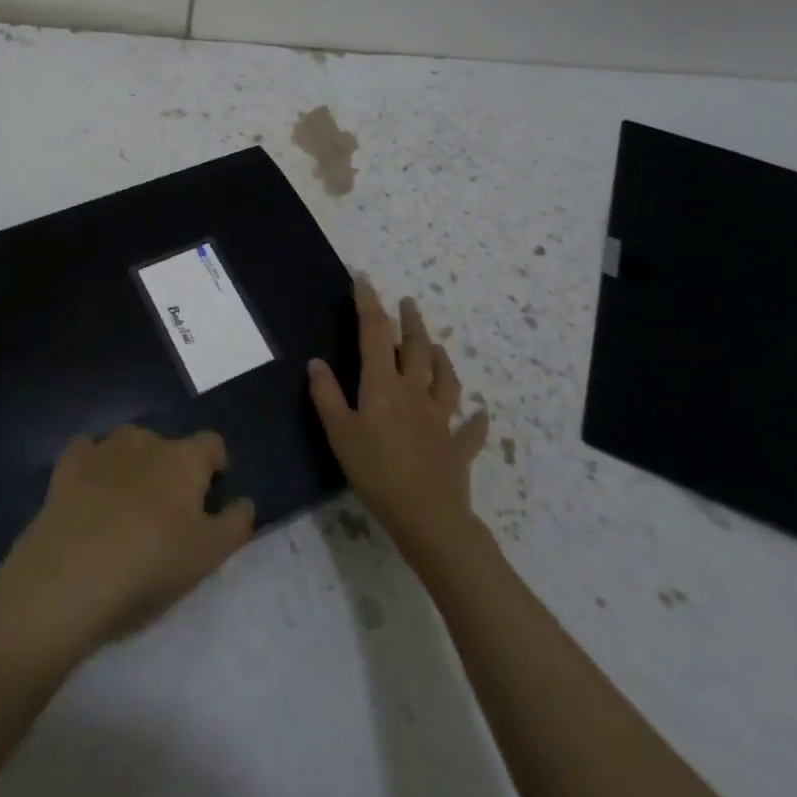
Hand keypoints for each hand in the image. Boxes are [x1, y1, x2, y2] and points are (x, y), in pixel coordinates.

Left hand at [0, 425, 255, 658]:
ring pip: (128, 445)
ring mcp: (104, 447)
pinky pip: (88, 452)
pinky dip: (94, 466)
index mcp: (184, 458)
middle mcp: (146, 440)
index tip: (211, 497)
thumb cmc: (150, 564)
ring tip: (127, 507)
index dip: (215, 466)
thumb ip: (235, 524)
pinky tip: (90, 493)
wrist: (71, 573)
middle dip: (170, 470)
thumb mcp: (208, 556)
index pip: (212, 443)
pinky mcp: (68, 463)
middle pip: (168, 445)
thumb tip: (245, 502)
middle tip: (167, 514)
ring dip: (133, 466)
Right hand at [308, 275, 489, 562]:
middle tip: (408, 302)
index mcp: (383, 384)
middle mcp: (414, 391)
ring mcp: (440, 418)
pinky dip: (474, 419)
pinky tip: (479, 413)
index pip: (374, 333)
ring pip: (444, 378)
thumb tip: (316, 362)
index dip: (368, 304)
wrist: (427, 516)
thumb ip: (326, 395)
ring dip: (440, 357)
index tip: (364, 279)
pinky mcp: (457, 446)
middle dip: (409, 322)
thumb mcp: (339, 433)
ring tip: (437, 345)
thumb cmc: (375, 471)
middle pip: (415, 348)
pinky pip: (469, 428)